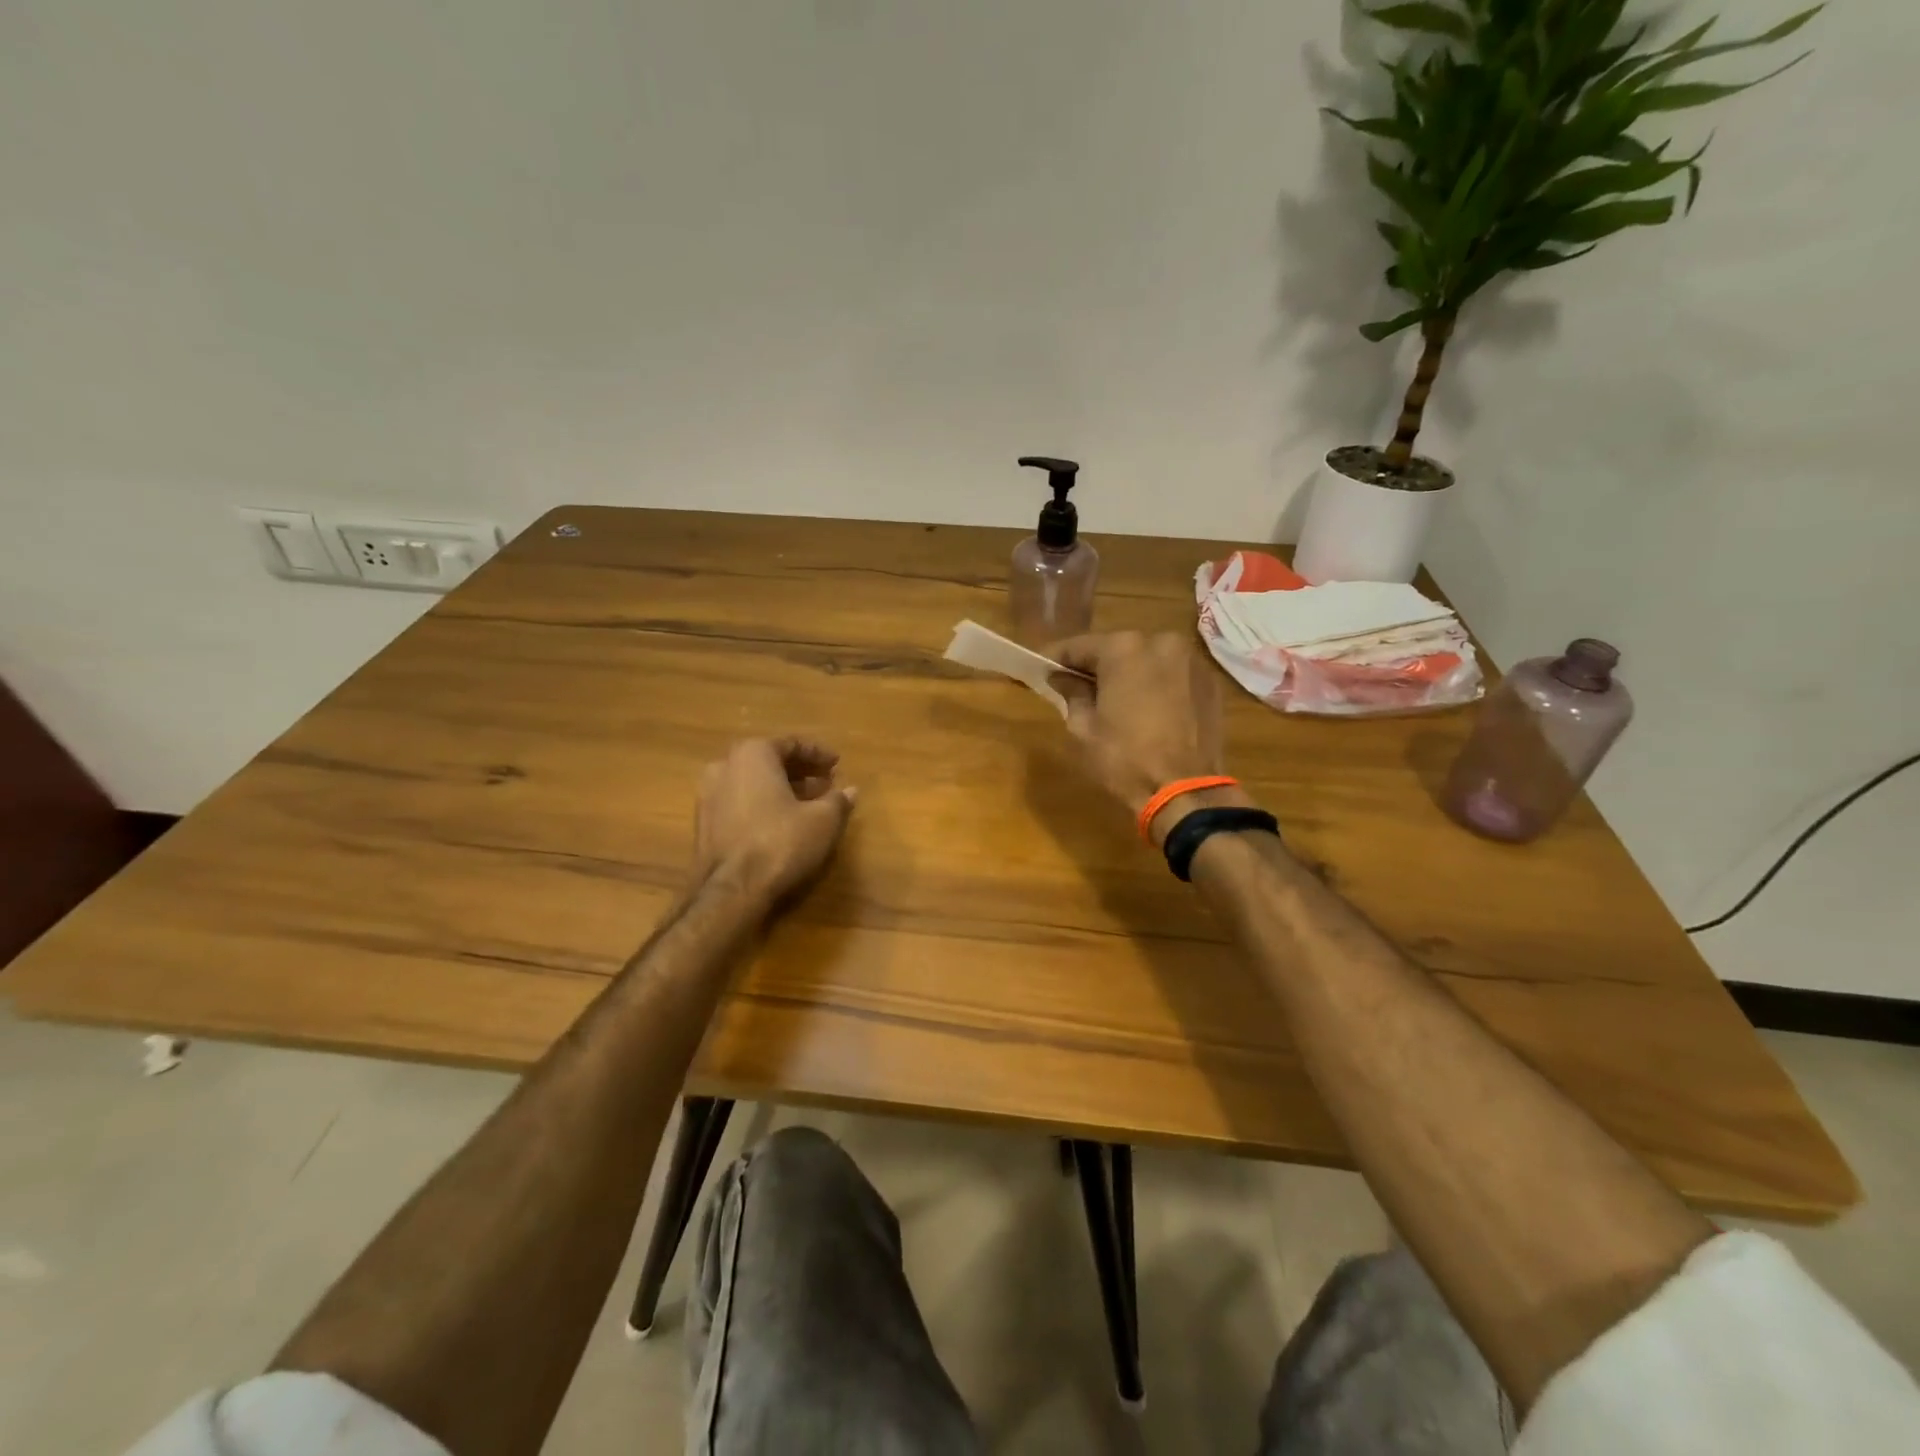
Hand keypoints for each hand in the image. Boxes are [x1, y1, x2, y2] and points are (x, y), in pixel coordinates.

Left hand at [691, 738, 856, 903]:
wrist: (730, 890)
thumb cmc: (780, 843)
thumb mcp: (823, 821)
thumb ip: (838, 800)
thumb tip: (850, 791)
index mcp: (752, 754)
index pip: (791, 744)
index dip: (818, 754)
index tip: (837, 764)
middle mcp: (724, 766)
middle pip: (769, 761)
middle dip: (800, 772)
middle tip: (826, 783)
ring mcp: (708, 796)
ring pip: (753, 783)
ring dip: (782, 789)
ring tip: (810, 804)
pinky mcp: (703, 824)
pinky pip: (740, 803)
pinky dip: (763, 805)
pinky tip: (783, 823)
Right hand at [1049, 631, 1248, 844]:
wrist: (1186, 791)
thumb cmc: (1125, 759)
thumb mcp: (1084, 729)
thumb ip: (1071, 693)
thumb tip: (1063, 678)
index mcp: (1123, 648)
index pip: (1079, 646)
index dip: (1056, 659)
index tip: (1040, 669)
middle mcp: (1160, 641)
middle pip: (1116, 649)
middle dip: (1096, 666)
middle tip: (1076, 686)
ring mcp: (1190, 660)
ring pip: (1147, 659)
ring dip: (1128, 674)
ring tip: (1113, 699)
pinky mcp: (1209, 681)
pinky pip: (1171, 675)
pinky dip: (1155, 684)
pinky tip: (1146, 708)